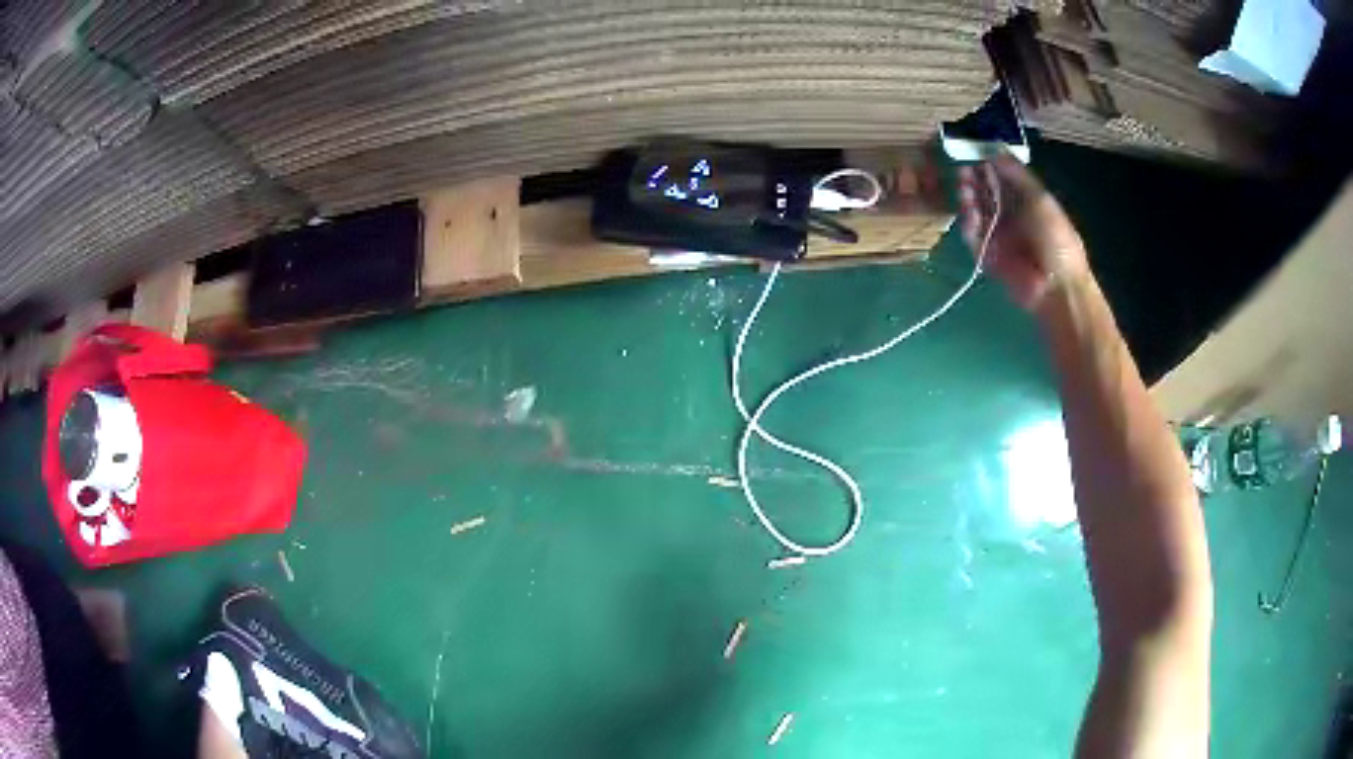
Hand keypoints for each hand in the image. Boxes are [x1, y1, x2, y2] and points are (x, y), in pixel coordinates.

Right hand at [959, 156, 1089, 311]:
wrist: (1057, 287)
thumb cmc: (1055, 239)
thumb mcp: (1040, 199)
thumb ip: (1017, 174)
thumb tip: (994, 149)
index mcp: (1027, 201)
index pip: (1002, 178)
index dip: (988, 165)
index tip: (974, 153)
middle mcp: (1012, 216)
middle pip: (987, 193)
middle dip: (975, 180)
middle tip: (964, 171)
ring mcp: (999, 236)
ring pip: (977, 212)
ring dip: (969, 199)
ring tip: (964, 189)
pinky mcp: (988, 256)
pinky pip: (973, 237)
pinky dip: (968, 225)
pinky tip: (969, 215)